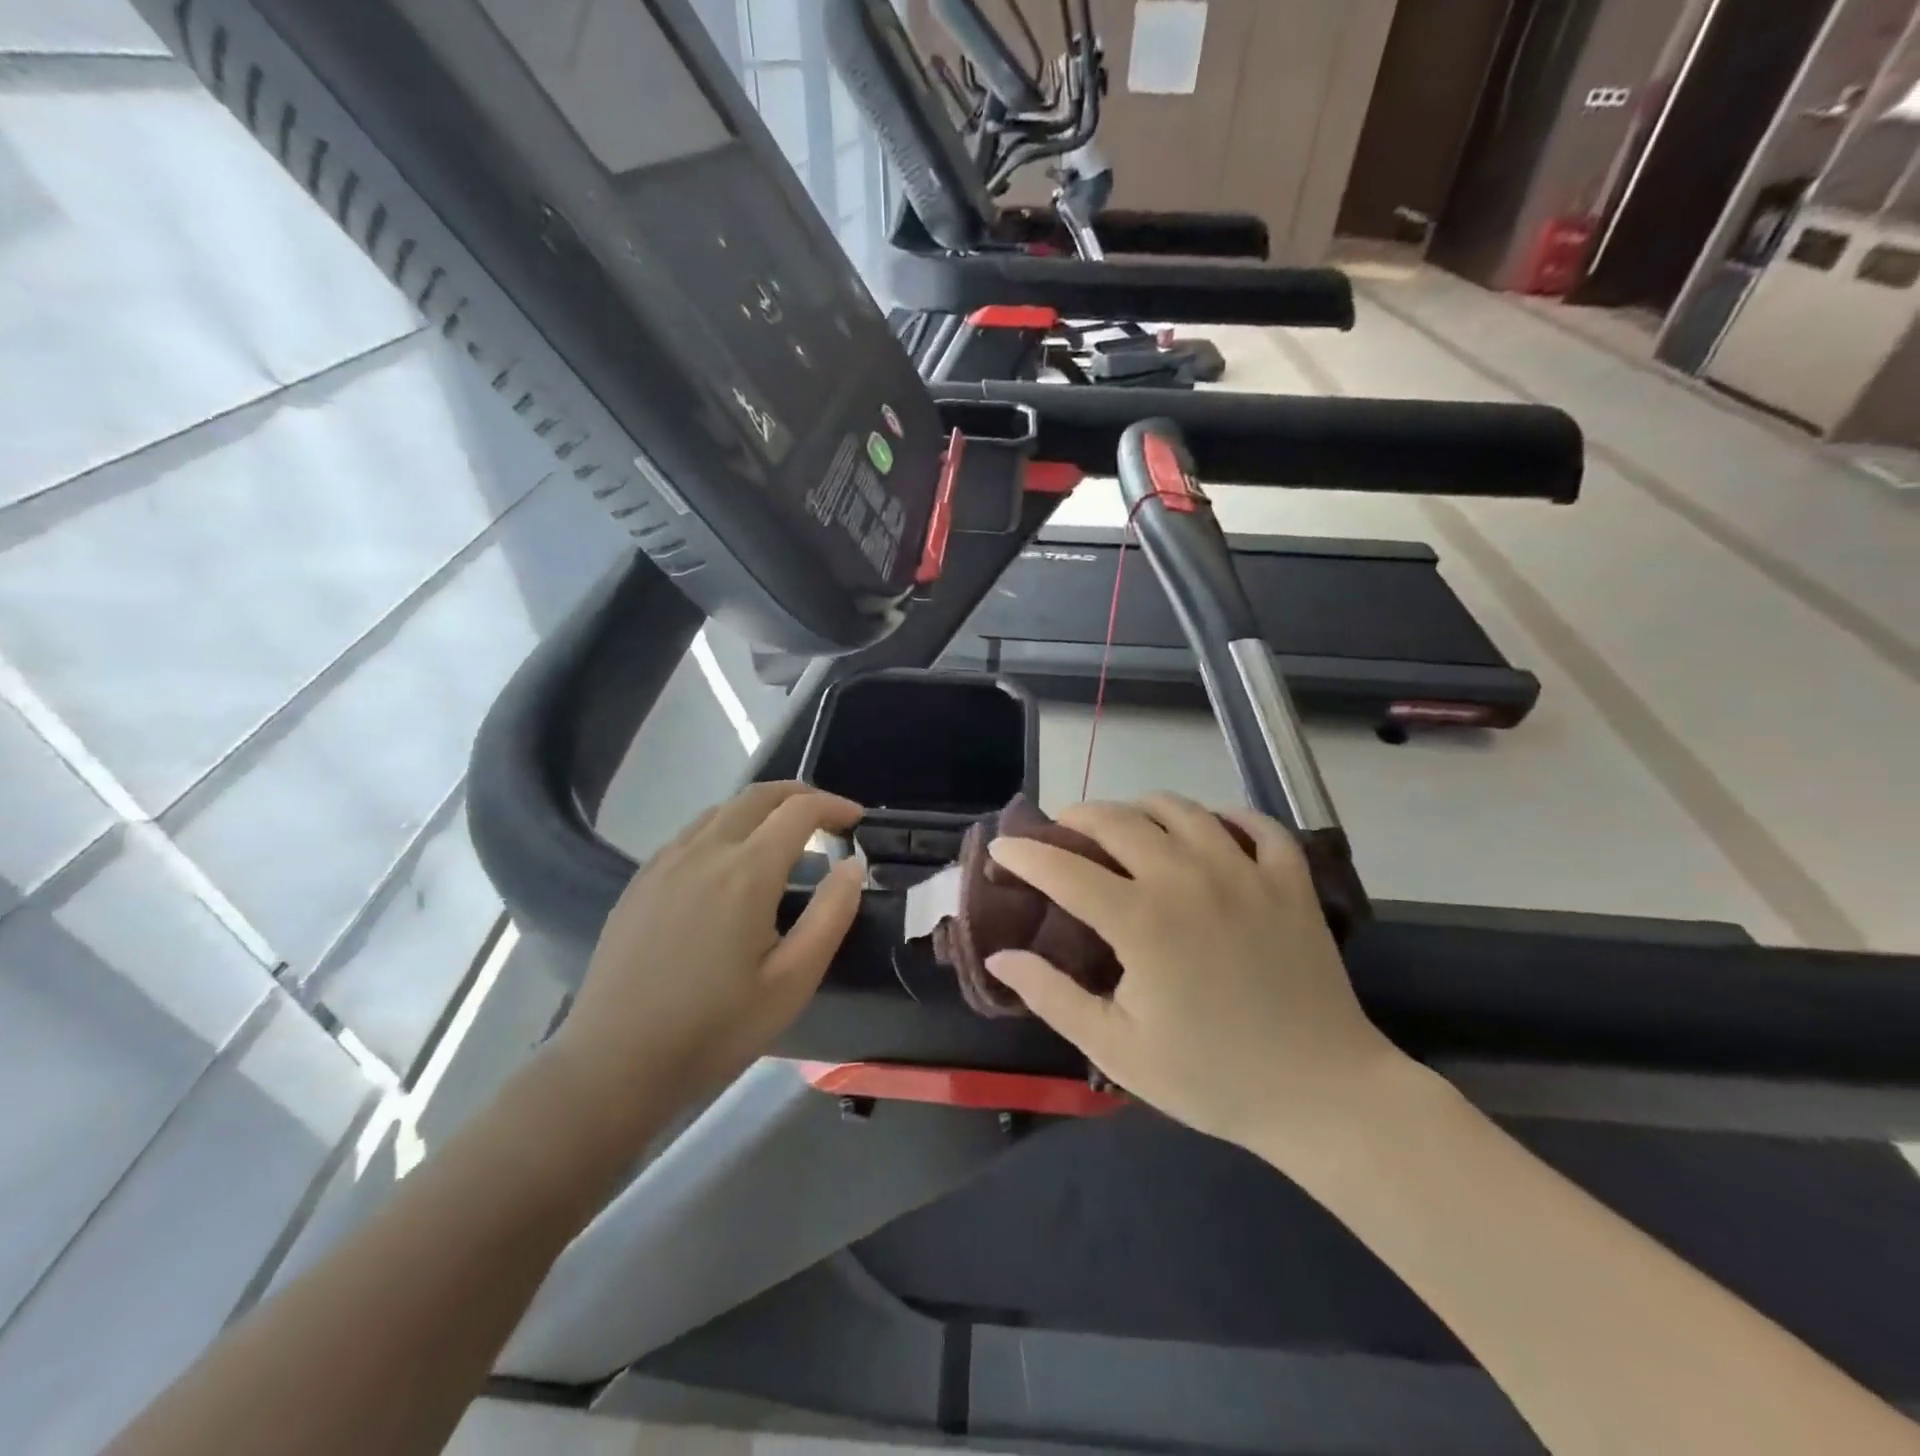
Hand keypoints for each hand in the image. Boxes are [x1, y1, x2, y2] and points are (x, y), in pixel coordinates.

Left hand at [543, 782, 864, 1147]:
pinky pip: (692, 833)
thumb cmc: (715, 1028)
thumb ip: (830, 915)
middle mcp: (704, 850)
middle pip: (758, 795)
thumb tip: (853, 866)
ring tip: (785, 840)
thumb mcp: (792, 982)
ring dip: (762, 810)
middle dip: (800, 794)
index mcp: (746, 872)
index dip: (834, 806)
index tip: (857, 820)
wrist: (613, 1064)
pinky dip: (726, 828)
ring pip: (722, 810)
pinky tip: (731, 867)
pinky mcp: (641, 880)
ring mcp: (666, 862)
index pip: (799, 810)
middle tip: (828, 817)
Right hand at [983, 794, 1408, 1157]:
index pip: (1065, 869)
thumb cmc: (1211, 1077)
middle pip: (1119, 820)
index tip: (1001, 849)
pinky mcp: (1289, 881)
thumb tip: (999, 958)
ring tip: (1126, 824)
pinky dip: (1226, 816)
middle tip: (1061, 830)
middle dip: (1078, 816)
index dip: (1026, 854)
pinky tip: (1211, 829)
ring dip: (1142, 807)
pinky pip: (1256, 824)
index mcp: (1142, 920)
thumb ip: (1052, 997)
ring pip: (1181, 809)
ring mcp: (1245, 872)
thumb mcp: (1118, 1049)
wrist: (1323, 1095)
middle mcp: (1189, 879)